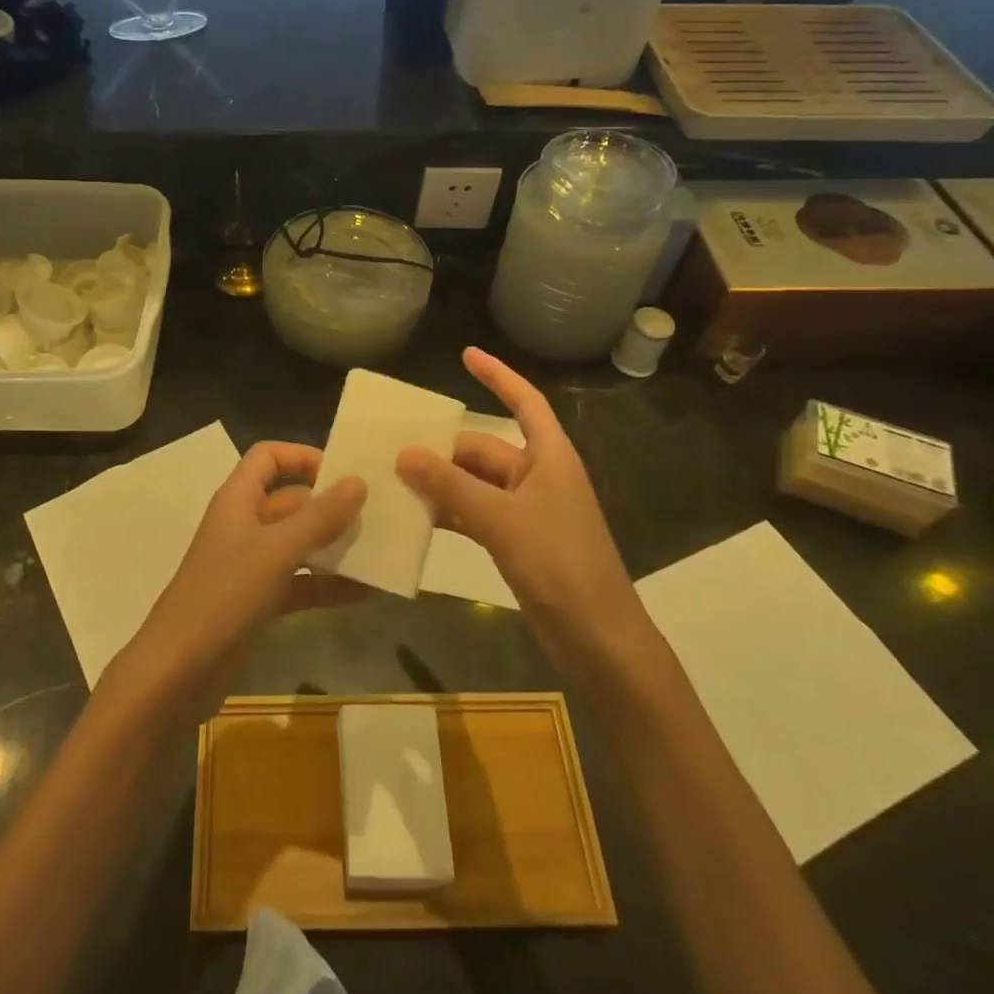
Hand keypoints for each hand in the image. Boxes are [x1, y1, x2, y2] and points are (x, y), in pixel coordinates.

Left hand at [121, 443, 367, 714]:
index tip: (343, 471)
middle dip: (329, 505)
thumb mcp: (278, 551)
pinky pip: (299, 582)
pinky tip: (364, 593)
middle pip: (289, 500)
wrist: (179, 671)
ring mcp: (250, 565)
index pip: (268, 457)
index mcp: (238, 499)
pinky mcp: (257, 602)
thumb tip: (358, 481)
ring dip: (333, 546)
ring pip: (298, 543)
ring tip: (378, 550)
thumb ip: (320, 517)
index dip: (302, 456)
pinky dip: (326, 585)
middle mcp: (244, 525)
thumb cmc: (226, 595)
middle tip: (375, 514)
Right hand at [397, 348, 653, 674]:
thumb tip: (403, 452)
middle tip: (394, 445)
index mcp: (549, 457)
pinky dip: (450, 512)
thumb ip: (451, 485)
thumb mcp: (502, 519)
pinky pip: (475, 513)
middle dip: (444, 446)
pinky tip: (416, 516)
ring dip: (441, 481)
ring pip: (475, 483)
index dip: (498, 375)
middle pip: (485, 448)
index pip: (524, 402)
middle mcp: (538, 476)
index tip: (466, 354)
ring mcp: (527, 511)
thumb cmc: (560, 564)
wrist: (598, 639)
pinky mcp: (517, 541)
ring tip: (394, 478)